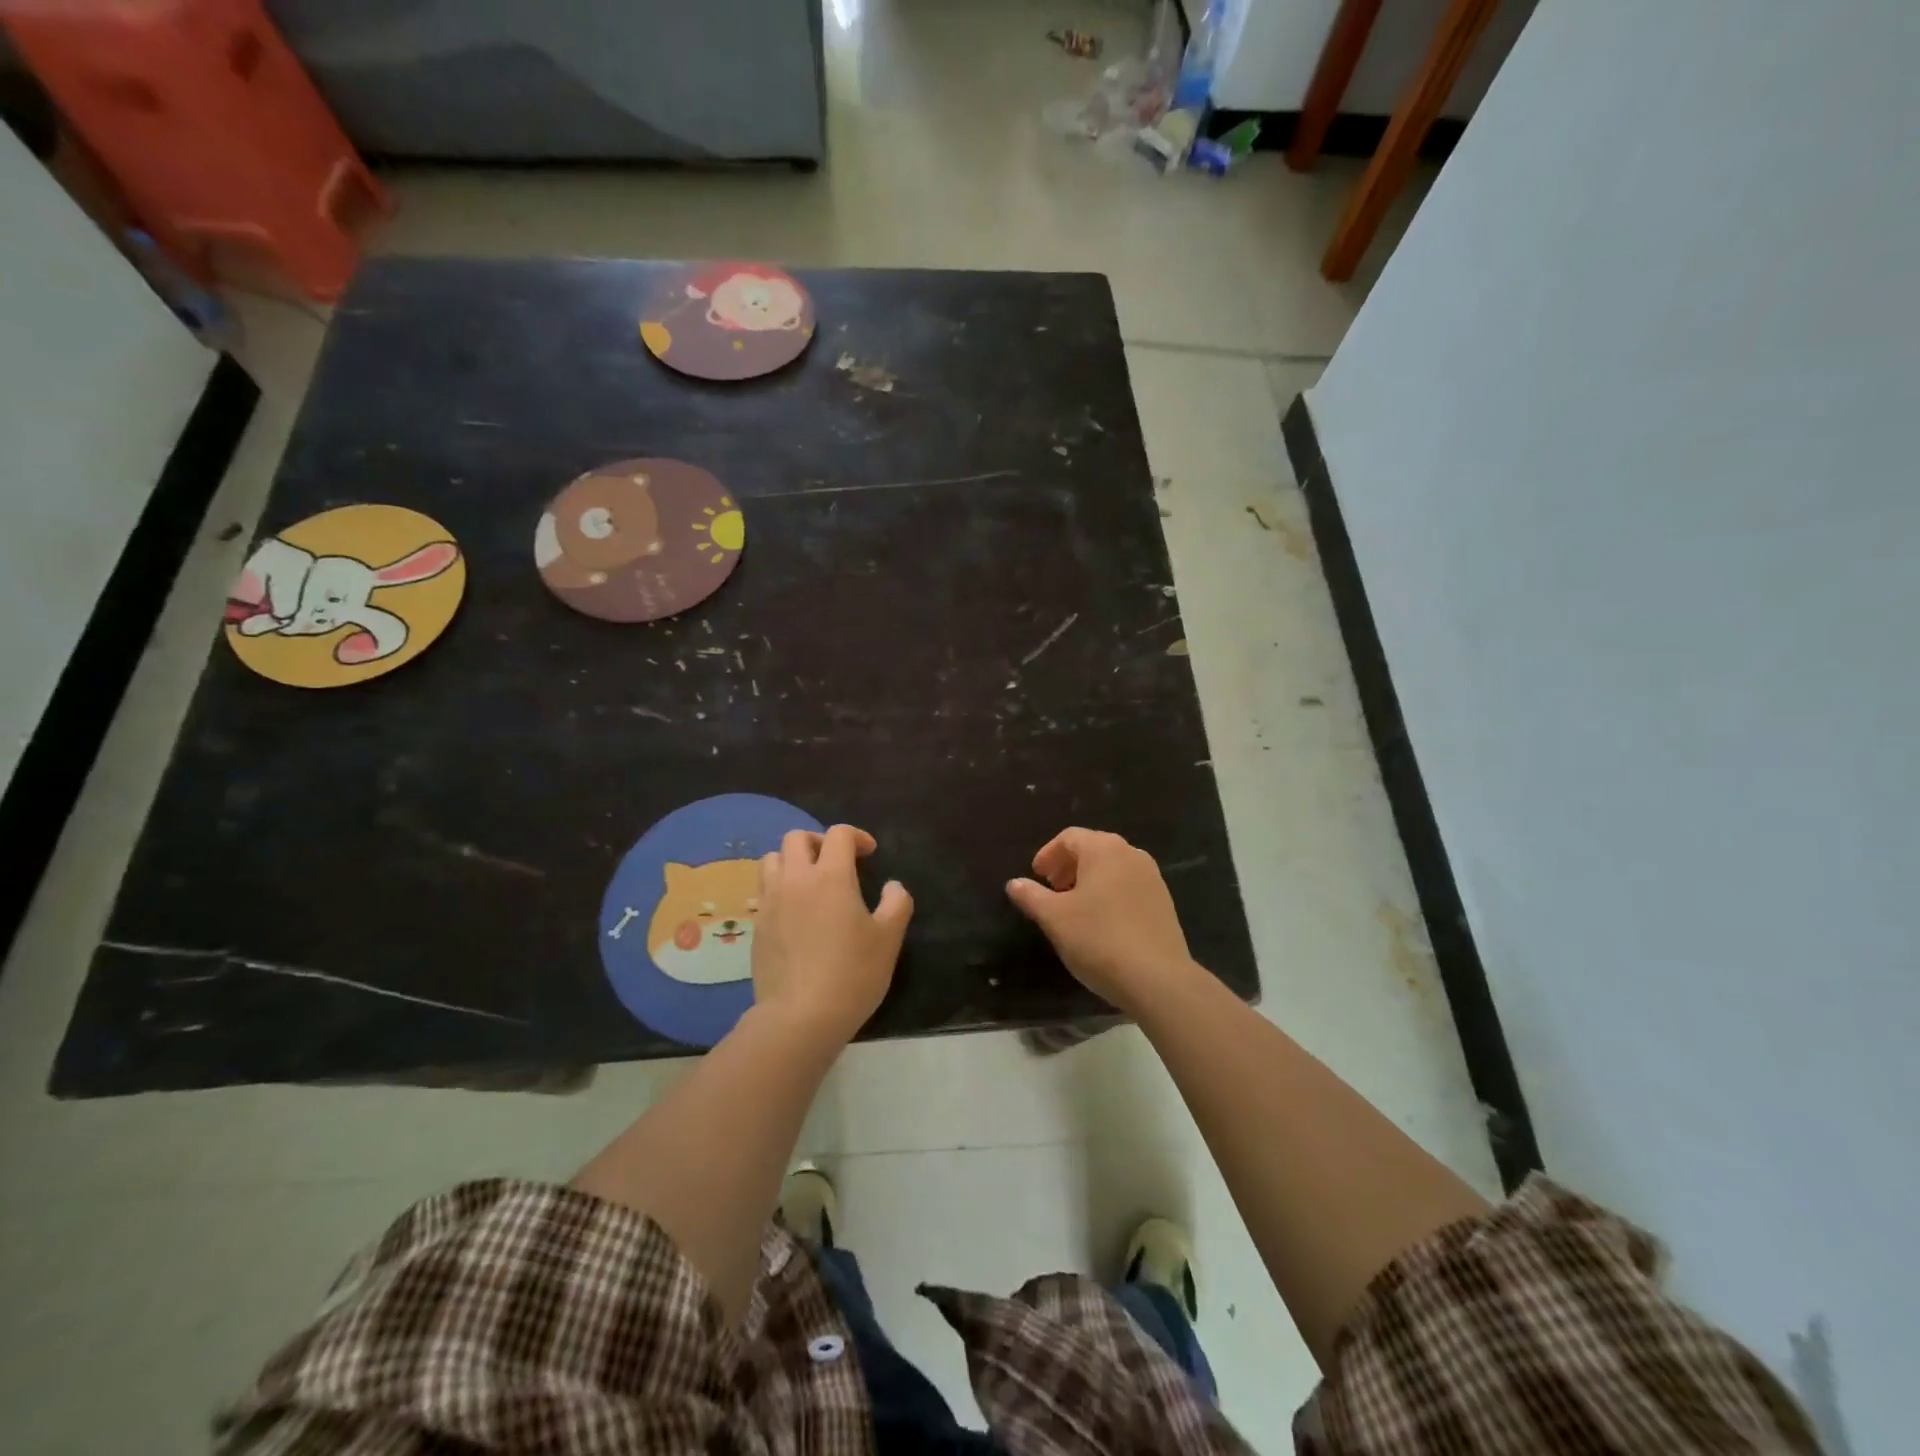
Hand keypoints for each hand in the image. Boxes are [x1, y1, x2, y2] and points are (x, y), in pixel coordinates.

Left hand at [752, 825, 912, 1044]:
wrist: (800, 1016)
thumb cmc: (852, 973)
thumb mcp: (889, 939)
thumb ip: (896, 903)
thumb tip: (893, 886)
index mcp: (830, 876)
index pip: (838, 834)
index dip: (856, 836)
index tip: (869, 854)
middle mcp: (795, 880)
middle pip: (797, 838)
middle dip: (818, 841)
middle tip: (836, 862)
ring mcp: (771, 902)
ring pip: (772, 859)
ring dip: (792, 861)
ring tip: (810, 882)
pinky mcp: (757, 926)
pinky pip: (764, 890)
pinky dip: (779, 888)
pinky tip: (795, 912)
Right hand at [1006, 828, 1197, 1014]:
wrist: (1157, 979)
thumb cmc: (1098, 939)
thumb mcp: (1054, 918)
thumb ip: (1031, 896)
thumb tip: (1014, 883)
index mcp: (1103, 849)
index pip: (1069, 837)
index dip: (1048, 854)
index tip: (1036, 876)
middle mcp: (1131, 854)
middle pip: (1093, 849)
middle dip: (1068, 866)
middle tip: (1051, 889)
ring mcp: (1152, 878)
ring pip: (1112, 869)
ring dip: (1089, 881)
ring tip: (1074, 907)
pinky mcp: (1164, 903)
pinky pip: (1129, 887)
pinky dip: (1110, 894)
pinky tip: (1101, 923)